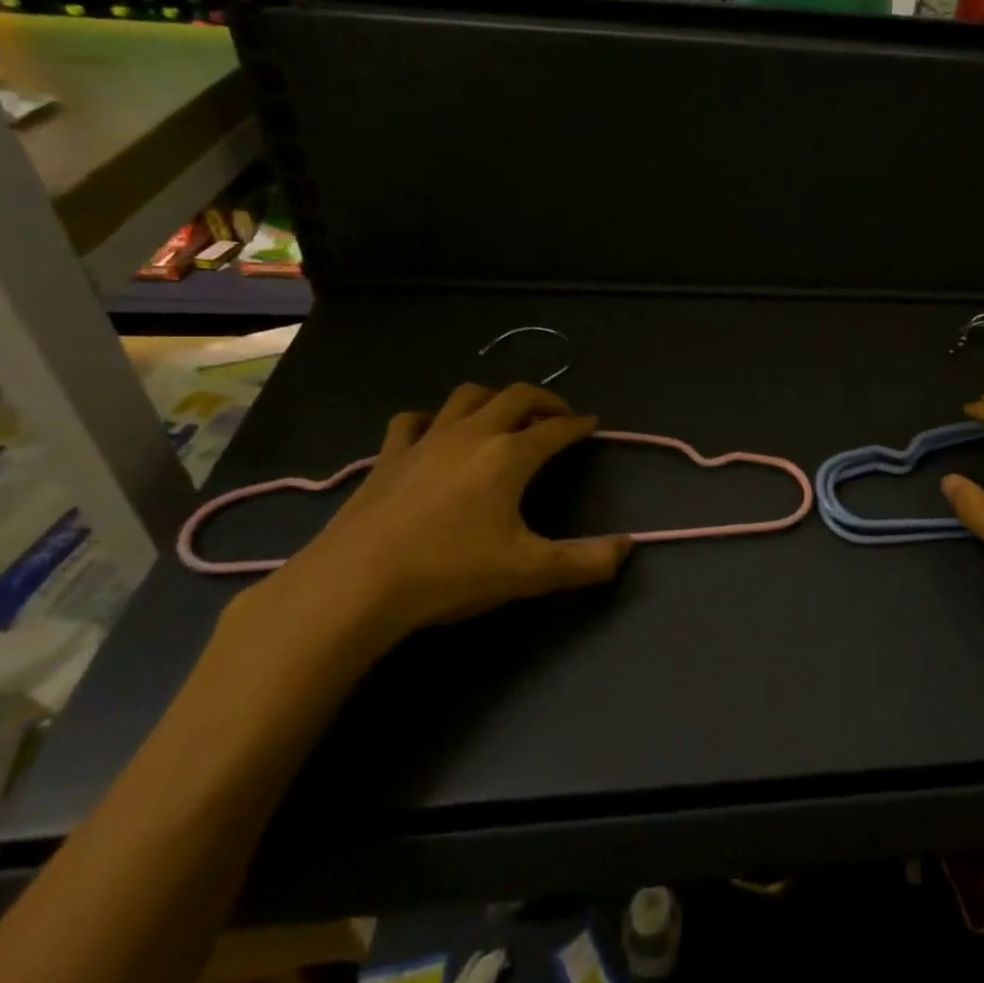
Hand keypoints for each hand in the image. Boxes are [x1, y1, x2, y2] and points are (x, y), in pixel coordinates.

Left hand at [253, 383, 633, 643]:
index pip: (556, 429)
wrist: (355, 585)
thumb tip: (628, 548)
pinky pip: (414, 420)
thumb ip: (586, 561)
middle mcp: (473, 435)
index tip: (592, 424)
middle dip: (544, 400)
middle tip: (558, 415)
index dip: (578, 425)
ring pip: (467, 396)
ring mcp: (426, 441)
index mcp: (510, 456)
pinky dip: (433, 419)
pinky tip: (435, 433)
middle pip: (516, 396)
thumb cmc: (450, 573)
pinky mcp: (389, 456)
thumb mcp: (529, 573)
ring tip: (504, 416)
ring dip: (494, 399)